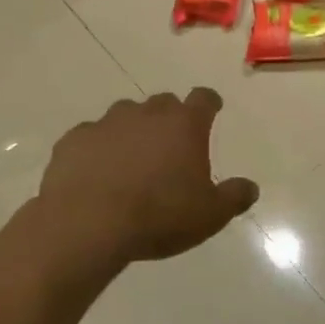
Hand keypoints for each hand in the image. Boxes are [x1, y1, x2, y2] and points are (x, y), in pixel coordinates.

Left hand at [34, 89, 258, 272]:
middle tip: (171, 145)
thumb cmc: (158, 216)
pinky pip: (91, 137)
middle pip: (164, 103)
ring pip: (125, 116)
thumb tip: (251, 188)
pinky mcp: (74, 140)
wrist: (87, 225)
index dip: (209, 103)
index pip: (203, 98)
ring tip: (132, 160)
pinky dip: (98, 148)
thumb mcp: (209, 215)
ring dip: (132, 131)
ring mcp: (107, 123)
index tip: (212, 109)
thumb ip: (234, 197)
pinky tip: (96, 173)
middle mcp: (147, 114)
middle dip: (169, 119)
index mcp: (184, 125)